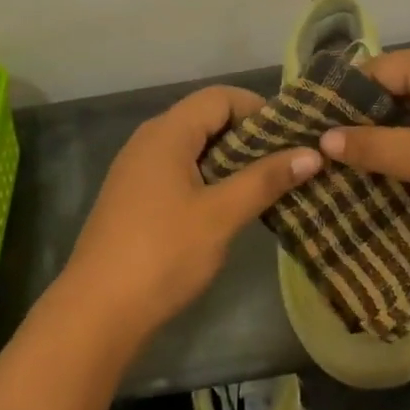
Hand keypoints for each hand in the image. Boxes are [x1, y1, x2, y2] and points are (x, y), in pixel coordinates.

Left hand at [60, 86, 320, 341]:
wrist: (96, 312)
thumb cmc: (163, 254)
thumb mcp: (221, 215)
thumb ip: (266, 179)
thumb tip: (313, 153)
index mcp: (167, 132)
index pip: (220, 97)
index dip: (259, 109)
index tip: (292, 137)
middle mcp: (149, 140)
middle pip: (206, 118)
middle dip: (249, 136)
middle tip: (288, 162)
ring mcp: (138, 169)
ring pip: (194, 147)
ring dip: (231, 160)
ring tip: (268, 185)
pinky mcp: (135, 197)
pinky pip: (179, 170)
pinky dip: (210, 178)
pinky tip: (231, 206)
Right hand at [316, 48, 409, 262]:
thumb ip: (376, 147)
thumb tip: (325, 138)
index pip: (374, 71)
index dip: (340, 100)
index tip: (308, 132)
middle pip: (395, 99)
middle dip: (362, 131)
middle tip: (323, 164)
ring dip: (391, 153)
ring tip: (349, 184)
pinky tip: (396, 195)